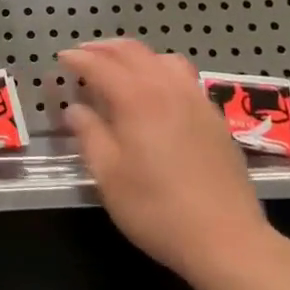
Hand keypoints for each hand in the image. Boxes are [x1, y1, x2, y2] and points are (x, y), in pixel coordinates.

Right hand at [58, 39, 279, 286]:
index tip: (62, 58)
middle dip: (104, 48)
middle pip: (132, 51)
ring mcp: (195, 99)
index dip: (78, 59)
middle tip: (84, 55)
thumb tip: (75, 109)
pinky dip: (161, 69)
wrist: (227, 240)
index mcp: (136, 98)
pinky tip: (158, 91)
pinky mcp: (214, 117)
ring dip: (135, 55)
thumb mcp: (109, 177)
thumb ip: (89, 135)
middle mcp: (166, 87)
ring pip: (161, 58)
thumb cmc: (158, 209)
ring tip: (120, 66)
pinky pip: (184, 76)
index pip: (100, 65)